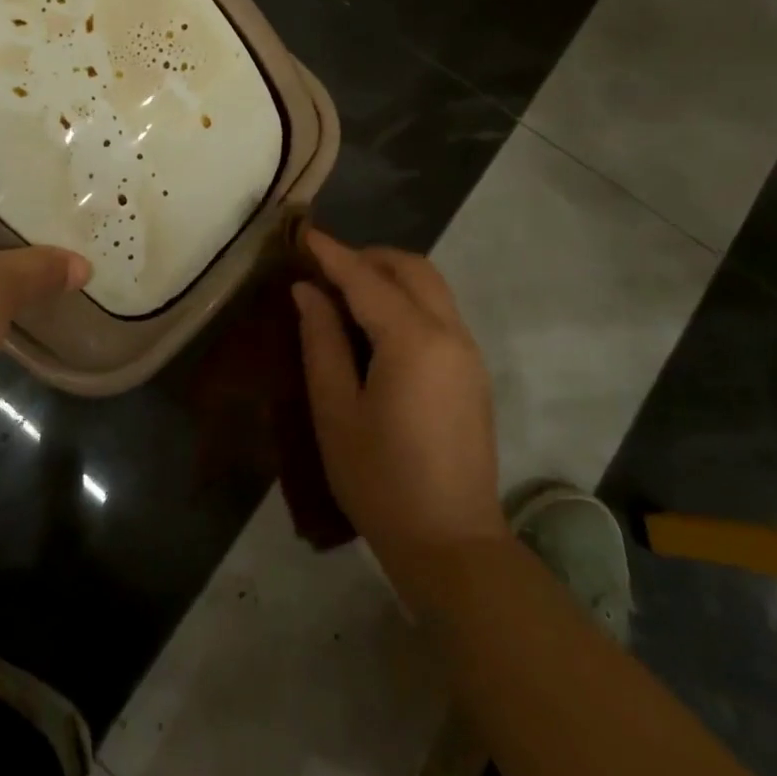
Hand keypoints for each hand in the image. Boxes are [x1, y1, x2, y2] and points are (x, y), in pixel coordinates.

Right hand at [292, 232, 505, 571]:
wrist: (450, 542)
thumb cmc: (379, 479)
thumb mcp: (335, 410)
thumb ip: (321, 341)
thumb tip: (307, 291)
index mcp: (413, 341)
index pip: (366, 279)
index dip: (332, 254)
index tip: (303, 233)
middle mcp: (450, 334)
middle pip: (413, 269)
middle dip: (368, 256)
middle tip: (325, 267)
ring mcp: (469, 353)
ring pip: (432, 287)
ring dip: (390, 276)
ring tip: (345, 292)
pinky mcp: (473, 373)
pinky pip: (440, 313)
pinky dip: (407, 300)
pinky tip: (376, 325)